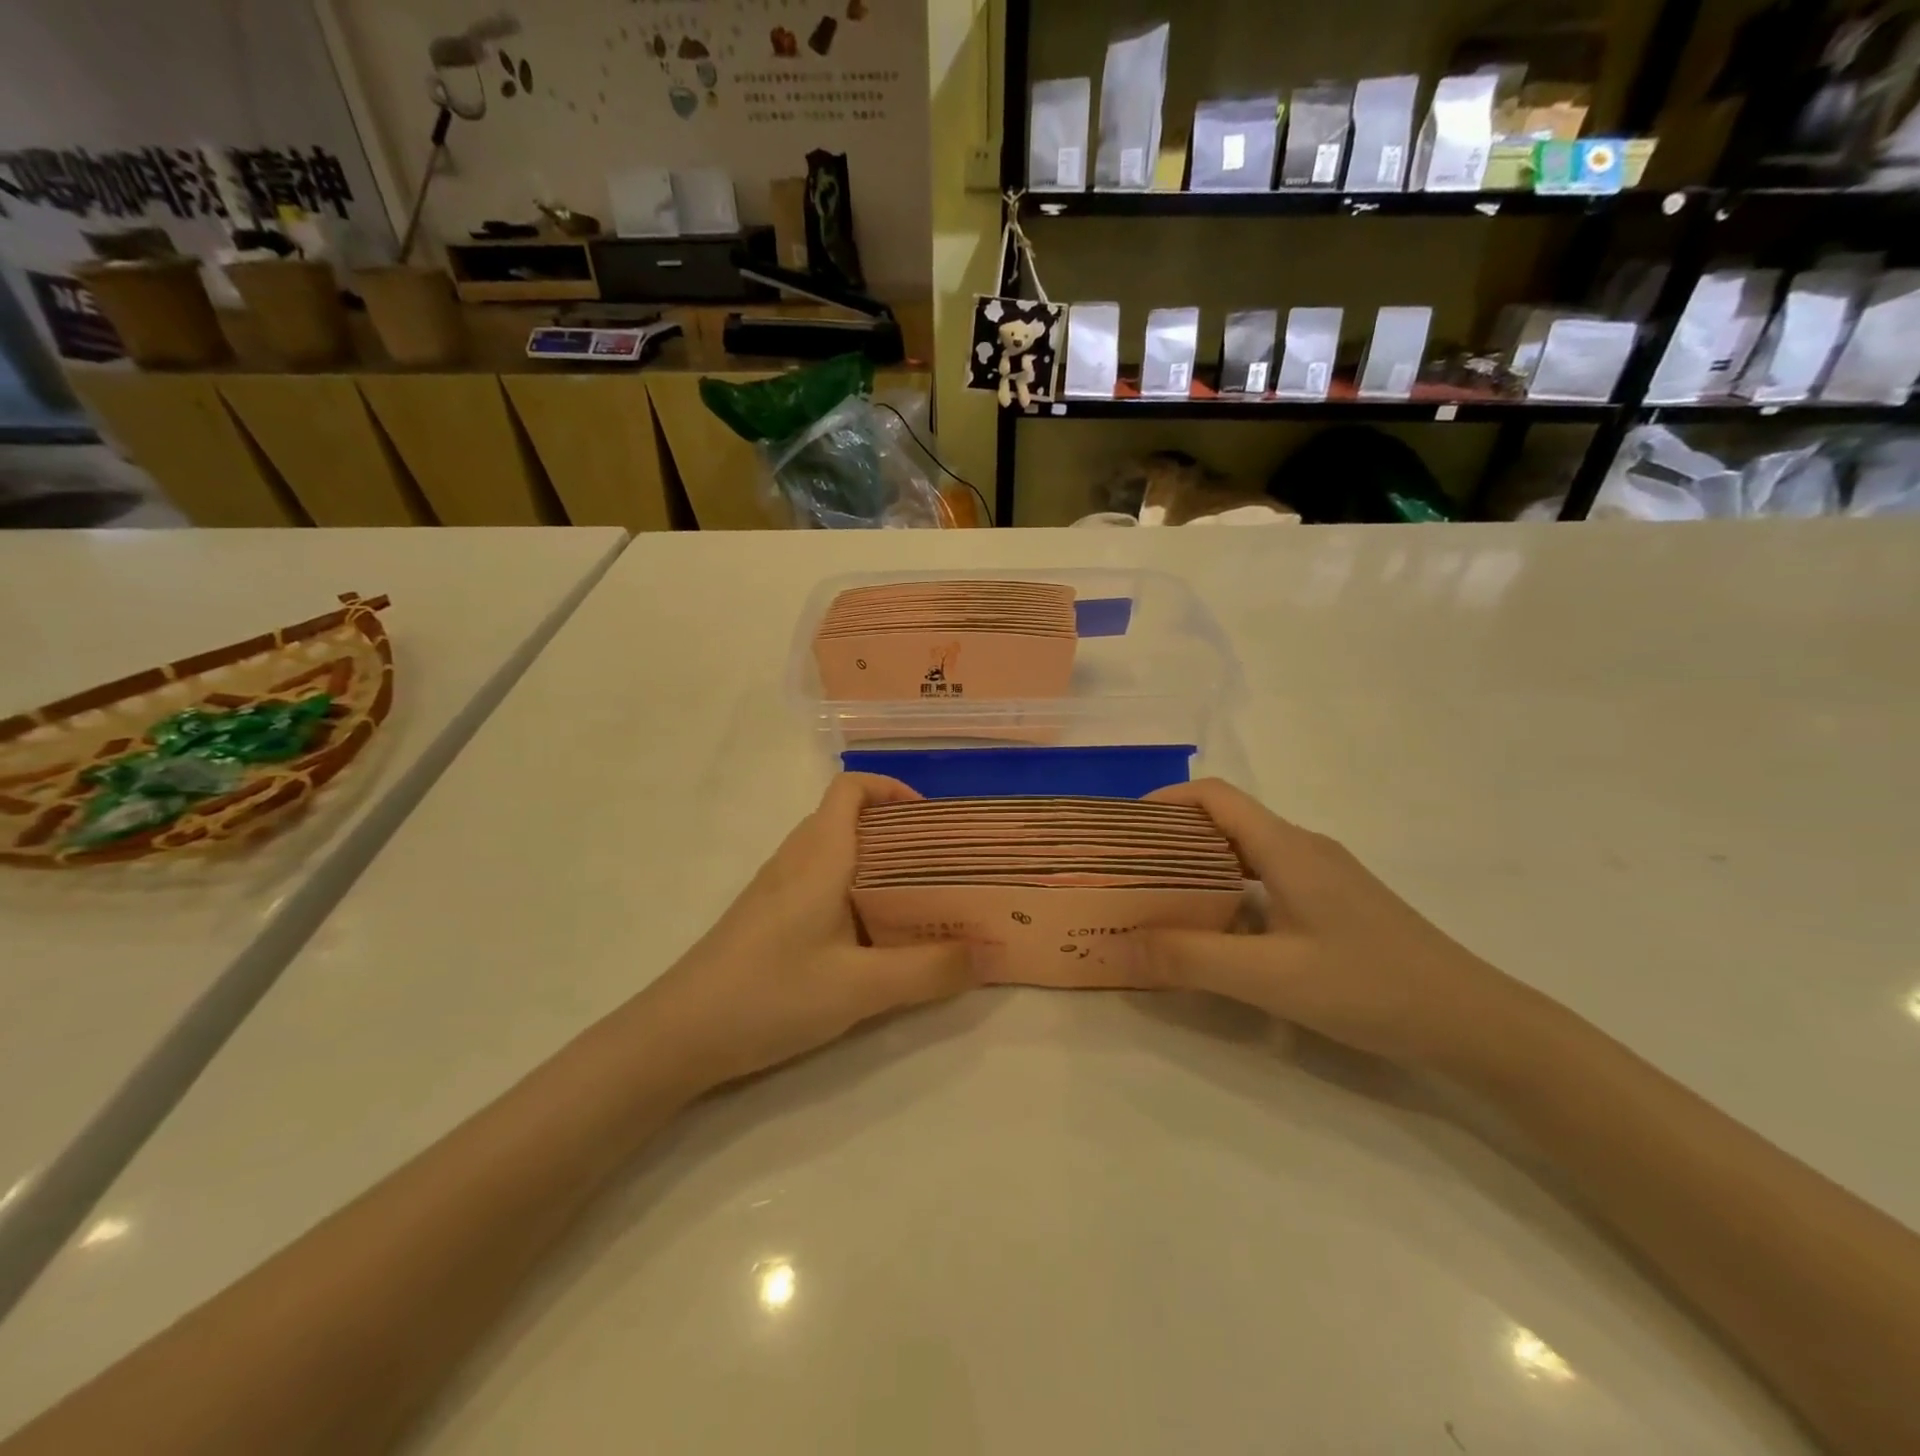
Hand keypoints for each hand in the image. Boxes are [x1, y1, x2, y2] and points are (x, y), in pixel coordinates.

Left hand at [639, 774, 980, 1088]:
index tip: (932, 821)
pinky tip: (871, 936)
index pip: (851, 788)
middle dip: (898, 832)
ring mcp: (776, 888)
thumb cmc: (770, 994)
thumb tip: (989, 954)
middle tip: (941, 866)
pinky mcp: (767, 917)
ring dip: (876, 863)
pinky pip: (819, 881)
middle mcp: (796, 859)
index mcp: (819, 855)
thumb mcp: (860, 987)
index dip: (892, 789)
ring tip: (918, 900)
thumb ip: (929, 970)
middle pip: (848, 817)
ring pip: (834, 852)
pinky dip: (853, 890)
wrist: (678, 1036)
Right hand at [1138, 779, 1518, 1067]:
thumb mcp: (1270, 976)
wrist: (1476, 1022)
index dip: (1164, 800)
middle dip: (1172, 836)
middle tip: (1129, 869)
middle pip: (1226, 821)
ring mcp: (1324, 875)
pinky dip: (1230, 890)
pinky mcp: (1336, 903)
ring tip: (1160, 897)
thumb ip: (1189, 959)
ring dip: (1200, 865)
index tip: (1123, 828)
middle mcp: (1304, 848)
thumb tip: (1114, 944)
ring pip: (1247, 852)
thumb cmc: (1371, 986)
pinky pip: (1268, 879)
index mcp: (1287, 847)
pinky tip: (1219, 930)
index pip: (1214, 796)